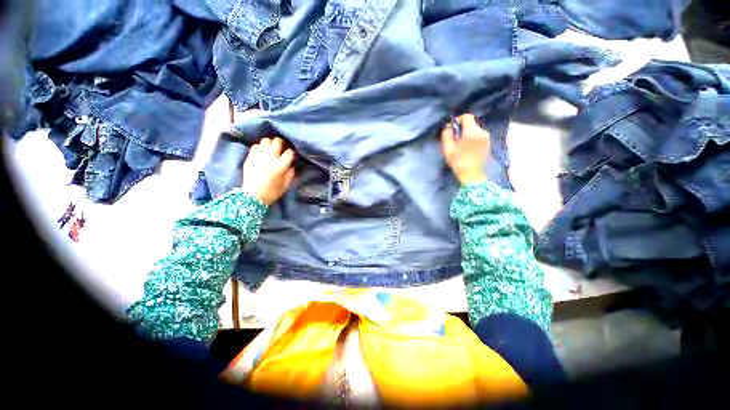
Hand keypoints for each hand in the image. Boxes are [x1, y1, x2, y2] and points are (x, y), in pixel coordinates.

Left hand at [242, 137, 295, 204]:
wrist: (252, 196)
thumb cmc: (272, 192)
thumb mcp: (285, 185)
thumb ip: (290, 174)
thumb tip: (291, 165)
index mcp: (280, 166)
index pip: (289, 152)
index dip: (292, 153)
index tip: (291, 156)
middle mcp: (270, 158)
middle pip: (277, 142)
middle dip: (282, 144)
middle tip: (282, 148)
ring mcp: (259, 156)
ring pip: (266, 140)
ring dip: (271, 143)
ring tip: (272, 149)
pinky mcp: (250, 157)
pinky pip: (256, 146)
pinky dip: (260, 147)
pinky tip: (262, 153)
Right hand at [441, 113, 490, 184]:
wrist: (471, 174)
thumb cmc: (457, 161)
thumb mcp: (447, 148)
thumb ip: (447, 134)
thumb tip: (449, 126)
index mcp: (471, 132)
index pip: (467, 117)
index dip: (459, 120)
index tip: (453, 128)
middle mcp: (481, 132)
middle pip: (472, 123)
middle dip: (463, 127)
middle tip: (456, 137)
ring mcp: (486, 137)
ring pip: (475, 129)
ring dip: (468, 133)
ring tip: (462, 143)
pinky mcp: (488, 143)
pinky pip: (479, 135)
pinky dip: (473, 137)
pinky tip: (468, 147)